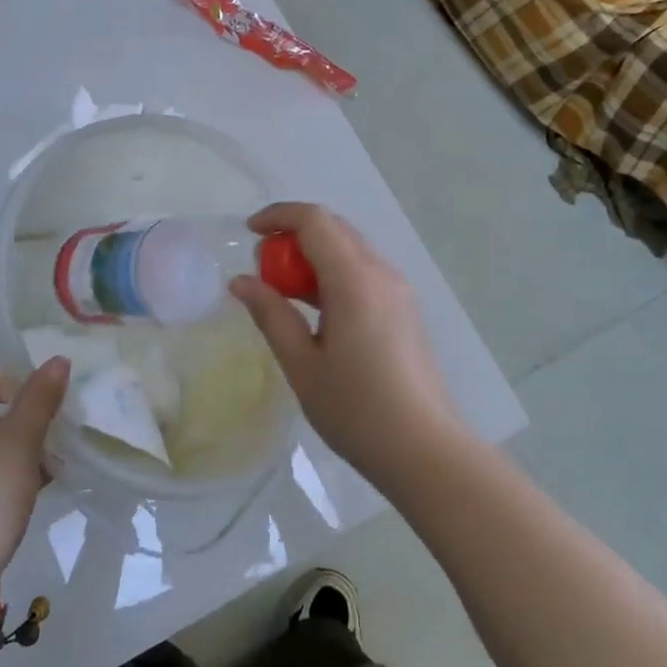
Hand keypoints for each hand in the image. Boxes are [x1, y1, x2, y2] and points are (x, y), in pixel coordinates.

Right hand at [229, 203, 461, 489]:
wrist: (425, 451)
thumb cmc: (357, 410)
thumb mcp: (302, 364)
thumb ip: (271, 314)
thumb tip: (241, 281)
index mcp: (355, 280)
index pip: (315, 220)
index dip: (279, 215)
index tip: (248, 232)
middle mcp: (381, 273)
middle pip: (334, 228)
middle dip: (294, 235)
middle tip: (263, 268)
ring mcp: (399, 290)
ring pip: (350, 249)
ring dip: (314, 255)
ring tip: (285, 292)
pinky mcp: (405, 309)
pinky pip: (364, 272)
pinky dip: (334, 273)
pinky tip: (318, 311)